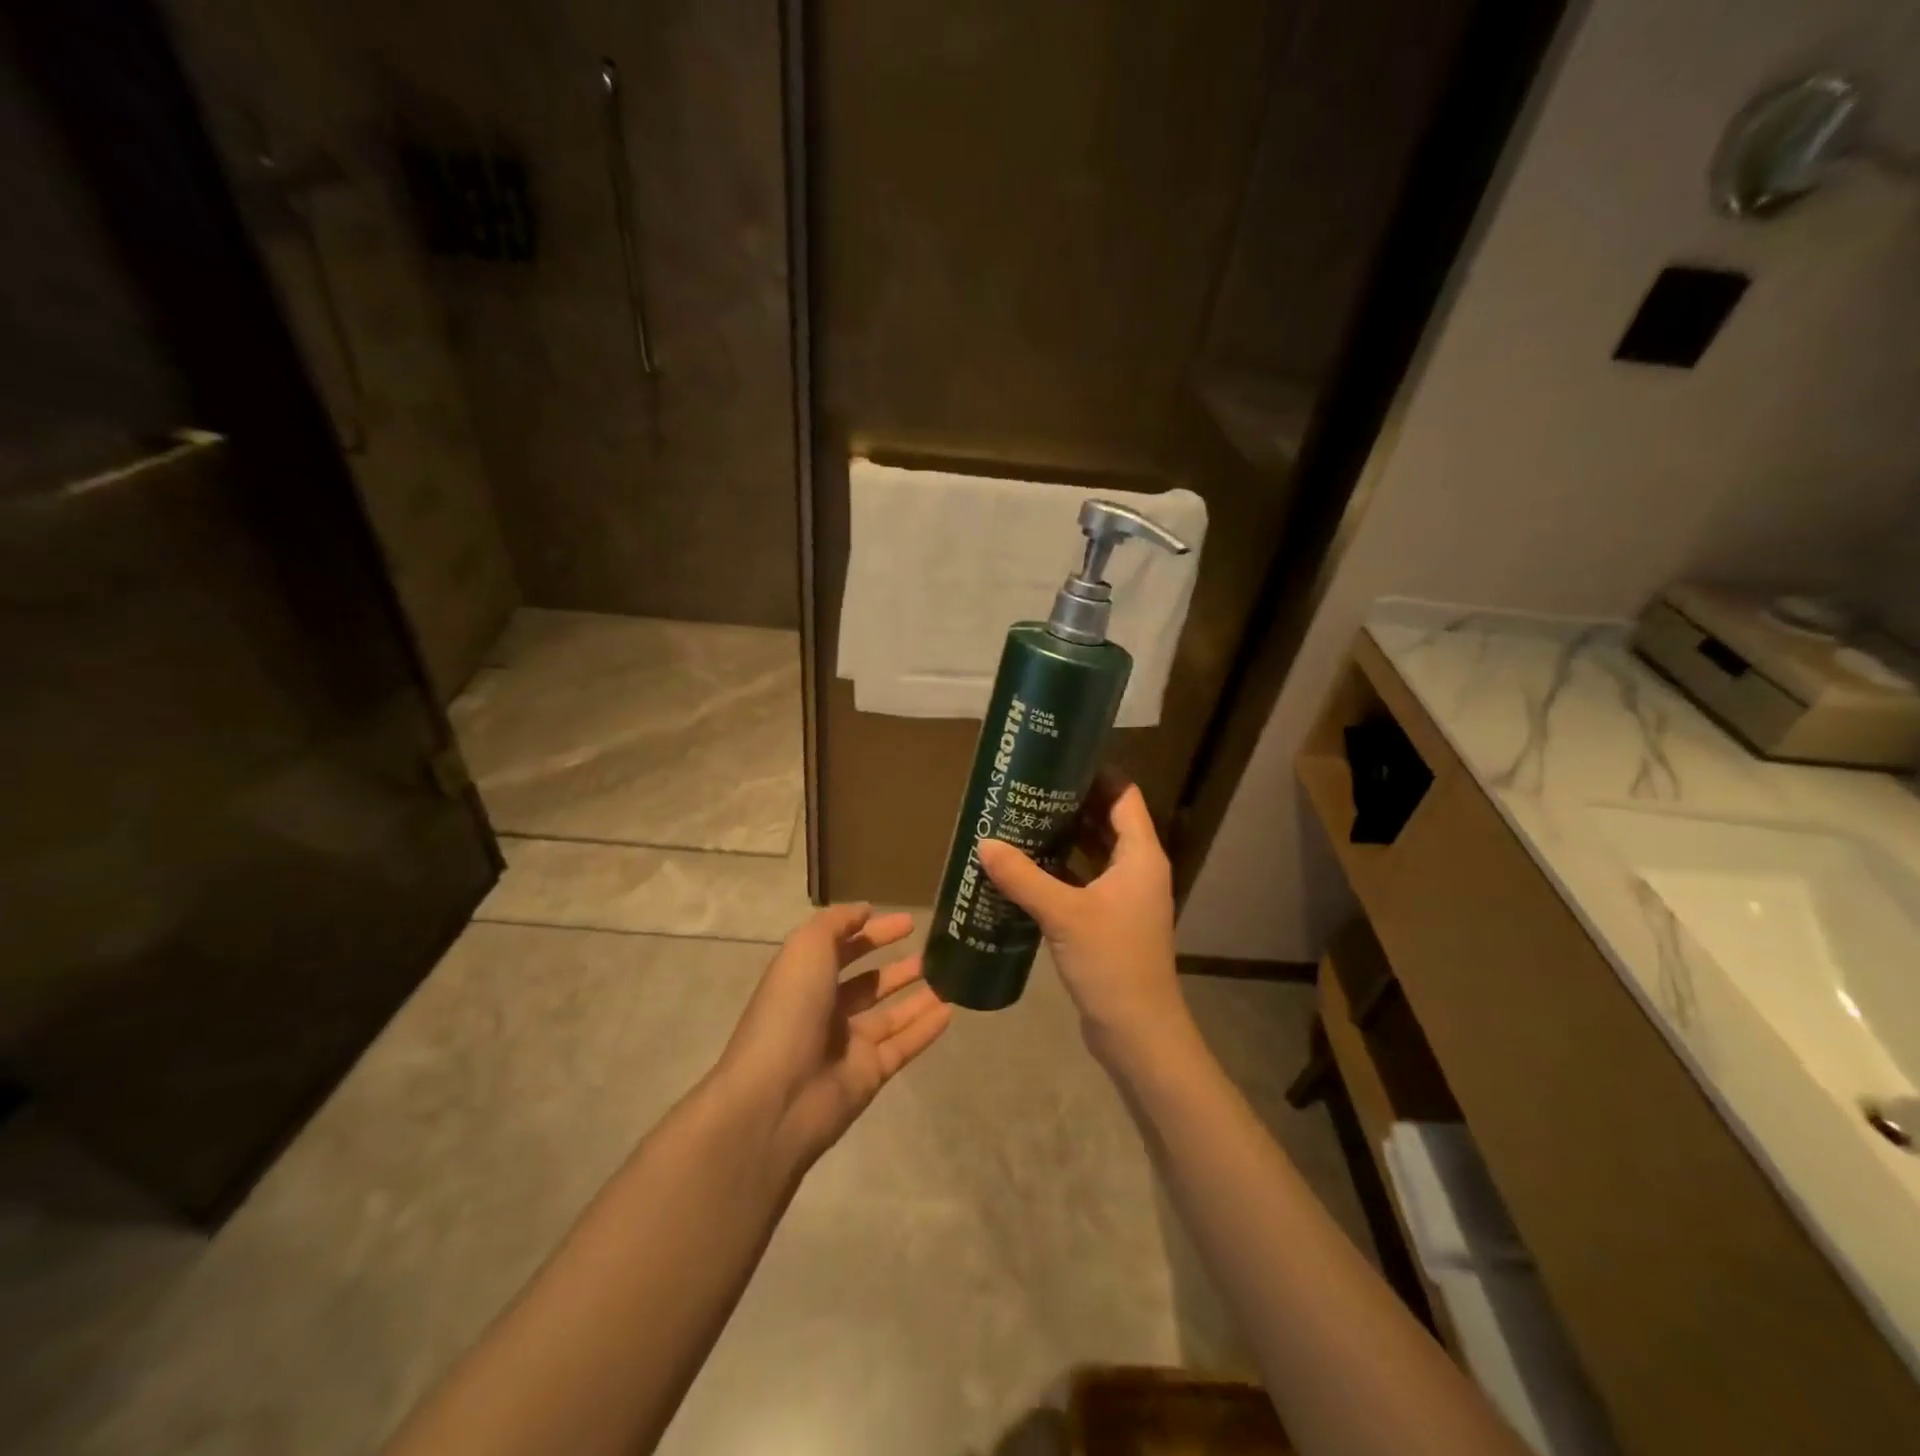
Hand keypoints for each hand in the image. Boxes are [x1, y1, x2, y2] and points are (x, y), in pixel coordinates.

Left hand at [718, 904, 951, 1173]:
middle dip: (898, 967)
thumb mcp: (806, 949)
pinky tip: (951, 1011)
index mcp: (805, 979)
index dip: (872, 933)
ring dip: (918, 996)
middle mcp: (825, 1010)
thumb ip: (836, 924)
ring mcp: (848, 1045)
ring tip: (951, 977)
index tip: (908, 922)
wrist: (776, 1098)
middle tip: (935, 951)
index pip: (842, 949)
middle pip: (868, 984)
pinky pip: (903, 1045)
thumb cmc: (789, 1011)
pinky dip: (926, 1028)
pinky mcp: (868, 1075)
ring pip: (891, 1015)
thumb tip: (864, 910)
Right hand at [977, 775, 1194, 1069]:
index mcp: (1140, 855)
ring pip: (1093, 852)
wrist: (1137, 1032)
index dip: (1095, 774)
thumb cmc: (1111, 962)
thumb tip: (985, 842)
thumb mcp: (1063, 914)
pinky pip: (1083, 881)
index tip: (1057, 760)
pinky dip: (1060, 870)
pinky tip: (1025, 868)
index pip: (1123, 795)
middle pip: (1106, 820)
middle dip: (1070, 803)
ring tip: (1020, 819)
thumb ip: (1023, 876)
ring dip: (1063, 837)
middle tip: (1028, 788)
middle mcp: (1136, 869)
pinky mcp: (1109, 921)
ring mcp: (1124, 897)